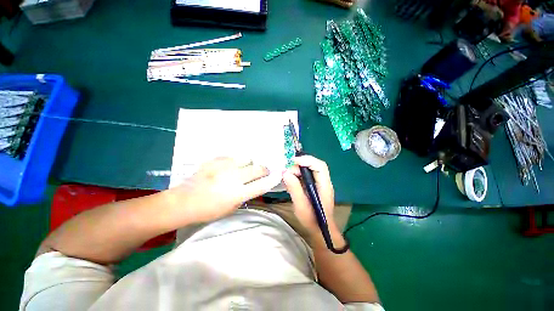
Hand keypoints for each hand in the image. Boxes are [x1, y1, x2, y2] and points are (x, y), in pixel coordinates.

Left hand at [166, 157, 280, 225]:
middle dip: (264, 170)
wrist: (183, 201)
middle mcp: (233, 178)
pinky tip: (229, 167)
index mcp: (237, 193)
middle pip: (258, 168)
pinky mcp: (215, 160)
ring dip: (249, 164)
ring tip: (244, 168)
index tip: (277, 175)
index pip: (262, 185)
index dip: (272, 180)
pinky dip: (235, 162)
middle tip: (262, 172)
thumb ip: (245, 196)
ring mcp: (224, 167)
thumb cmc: (208, 210)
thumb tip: (255, 185)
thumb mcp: (231, 208)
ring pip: (247, 159)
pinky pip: (232, 157)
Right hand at [283, 156, 337, 236]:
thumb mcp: (301, 206)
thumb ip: (294, 189)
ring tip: (287, 176)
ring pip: (310, 170)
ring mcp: (320, 184)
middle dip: (300, 165)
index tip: (292, 162)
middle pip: (314, 165)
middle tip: (287, 171)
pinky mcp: (315, 186)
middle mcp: (324, 182)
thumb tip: (285, 173)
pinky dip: (298, 175)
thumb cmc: (312, 220)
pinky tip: (290, 181)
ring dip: (298, 170)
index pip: (319, 166)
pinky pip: (307, 176)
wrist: (320, 231)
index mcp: (324, 186)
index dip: (307, 160)